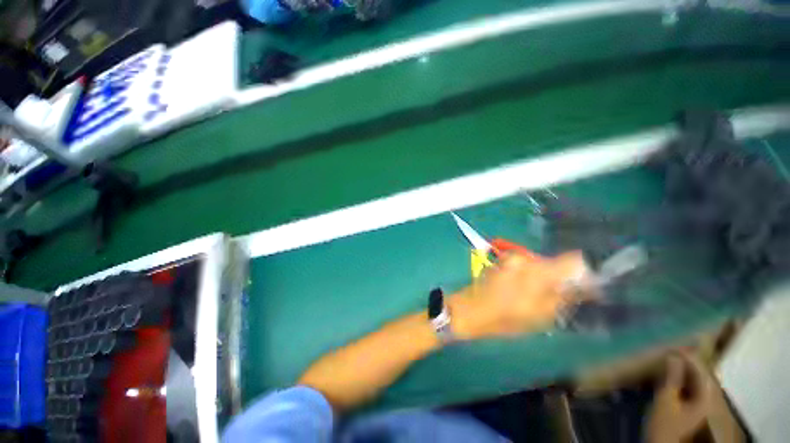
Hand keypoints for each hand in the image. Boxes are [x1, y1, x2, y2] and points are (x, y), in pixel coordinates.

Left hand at [448, 251, 588, 339]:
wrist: (468, 311)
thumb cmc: (504, 318)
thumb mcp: (540, 315)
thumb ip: (565, 297)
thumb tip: (587, 287)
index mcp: (537, 270)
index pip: (573, 259)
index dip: (584, 271)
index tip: (587, 285)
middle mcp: (524, 258)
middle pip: (555, 263)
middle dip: (563, 278)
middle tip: (561, 298)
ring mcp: (511, 259)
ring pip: (540, 266)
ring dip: (546, 279)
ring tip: (540, 298)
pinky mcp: (503, 263)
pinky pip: (526, 267)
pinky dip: (531, 278)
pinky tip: (525, 292)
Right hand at [645, 352, 713, 442]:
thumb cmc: (666, 425)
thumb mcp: (666, 401)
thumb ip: (673, 377)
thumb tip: (674, 355)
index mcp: (708, 395)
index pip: (701, 368)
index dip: (687, 354)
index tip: (672, 344)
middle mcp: (712, 398)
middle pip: (703, 374)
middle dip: (689, 361)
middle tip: (672, 349)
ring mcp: (707, 405)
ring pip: (700, 381)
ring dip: (687, 369)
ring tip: (672, 359)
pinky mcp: (700, 409)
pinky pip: (696, 388)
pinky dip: (686, 379)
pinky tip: (676, 376)